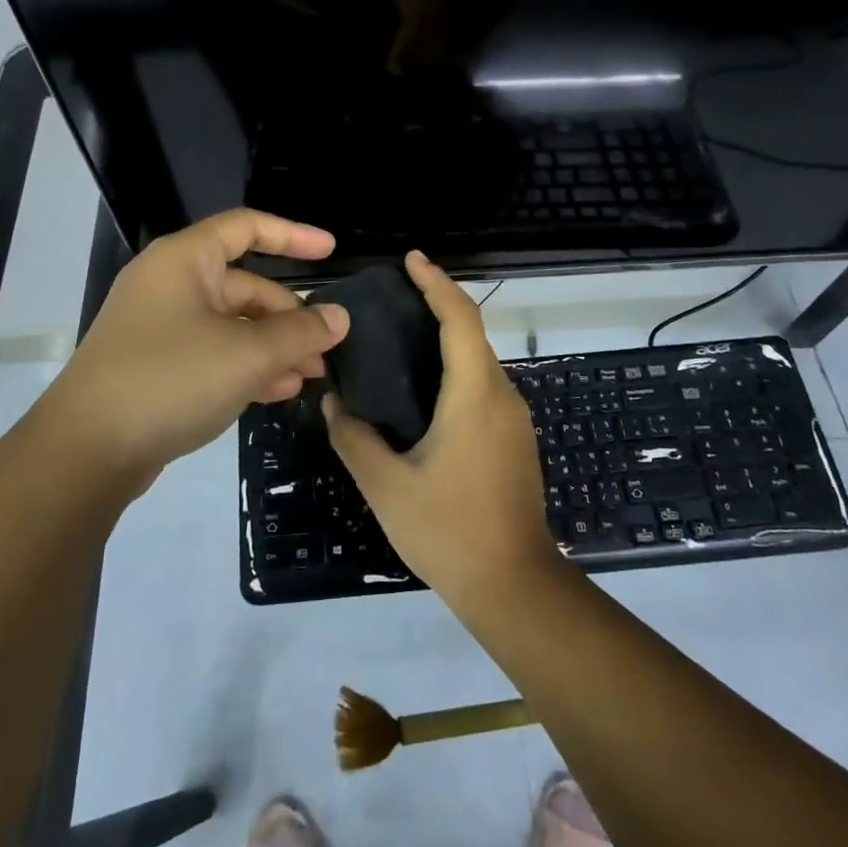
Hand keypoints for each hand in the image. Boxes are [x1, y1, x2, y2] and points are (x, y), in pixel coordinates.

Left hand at [40, 210, 348, 486]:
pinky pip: (214, 352)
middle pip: (246, 285)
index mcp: (185, 260)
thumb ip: (299, 333)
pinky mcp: (158, 365)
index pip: (247, 228)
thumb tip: (339, 317)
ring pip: (233, 324)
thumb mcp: (246, 355)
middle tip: (325, 349)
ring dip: (274, 346)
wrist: (85, 451)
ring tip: (311, 375)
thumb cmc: (169, 379)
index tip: (332, 252)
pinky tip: (278, 392)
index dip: (294, 235)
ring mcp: (162, 326)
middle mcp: (172, 284)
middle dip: (289, 316)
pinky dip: (246, 366)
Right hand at [325, 251, 561, 607]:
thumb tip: (332, 404)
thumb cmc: (449, 530)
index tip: (412, 260)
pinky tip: (424, 389)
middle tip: (394, 297)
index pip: (460, 319)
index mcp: (474, 395)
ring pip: (479, 361)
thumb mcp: (387, 486)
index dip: (437, 283)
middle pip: (472, 333)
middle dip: (438, 305)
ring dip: (447, 339)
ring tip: (401, 337)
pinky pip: (483, 386)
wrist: (515, 586)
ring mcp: (514, 418)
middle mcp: (501, 396)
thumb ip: (354, 439)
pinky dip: (456, 369)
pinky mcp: (515, 439)